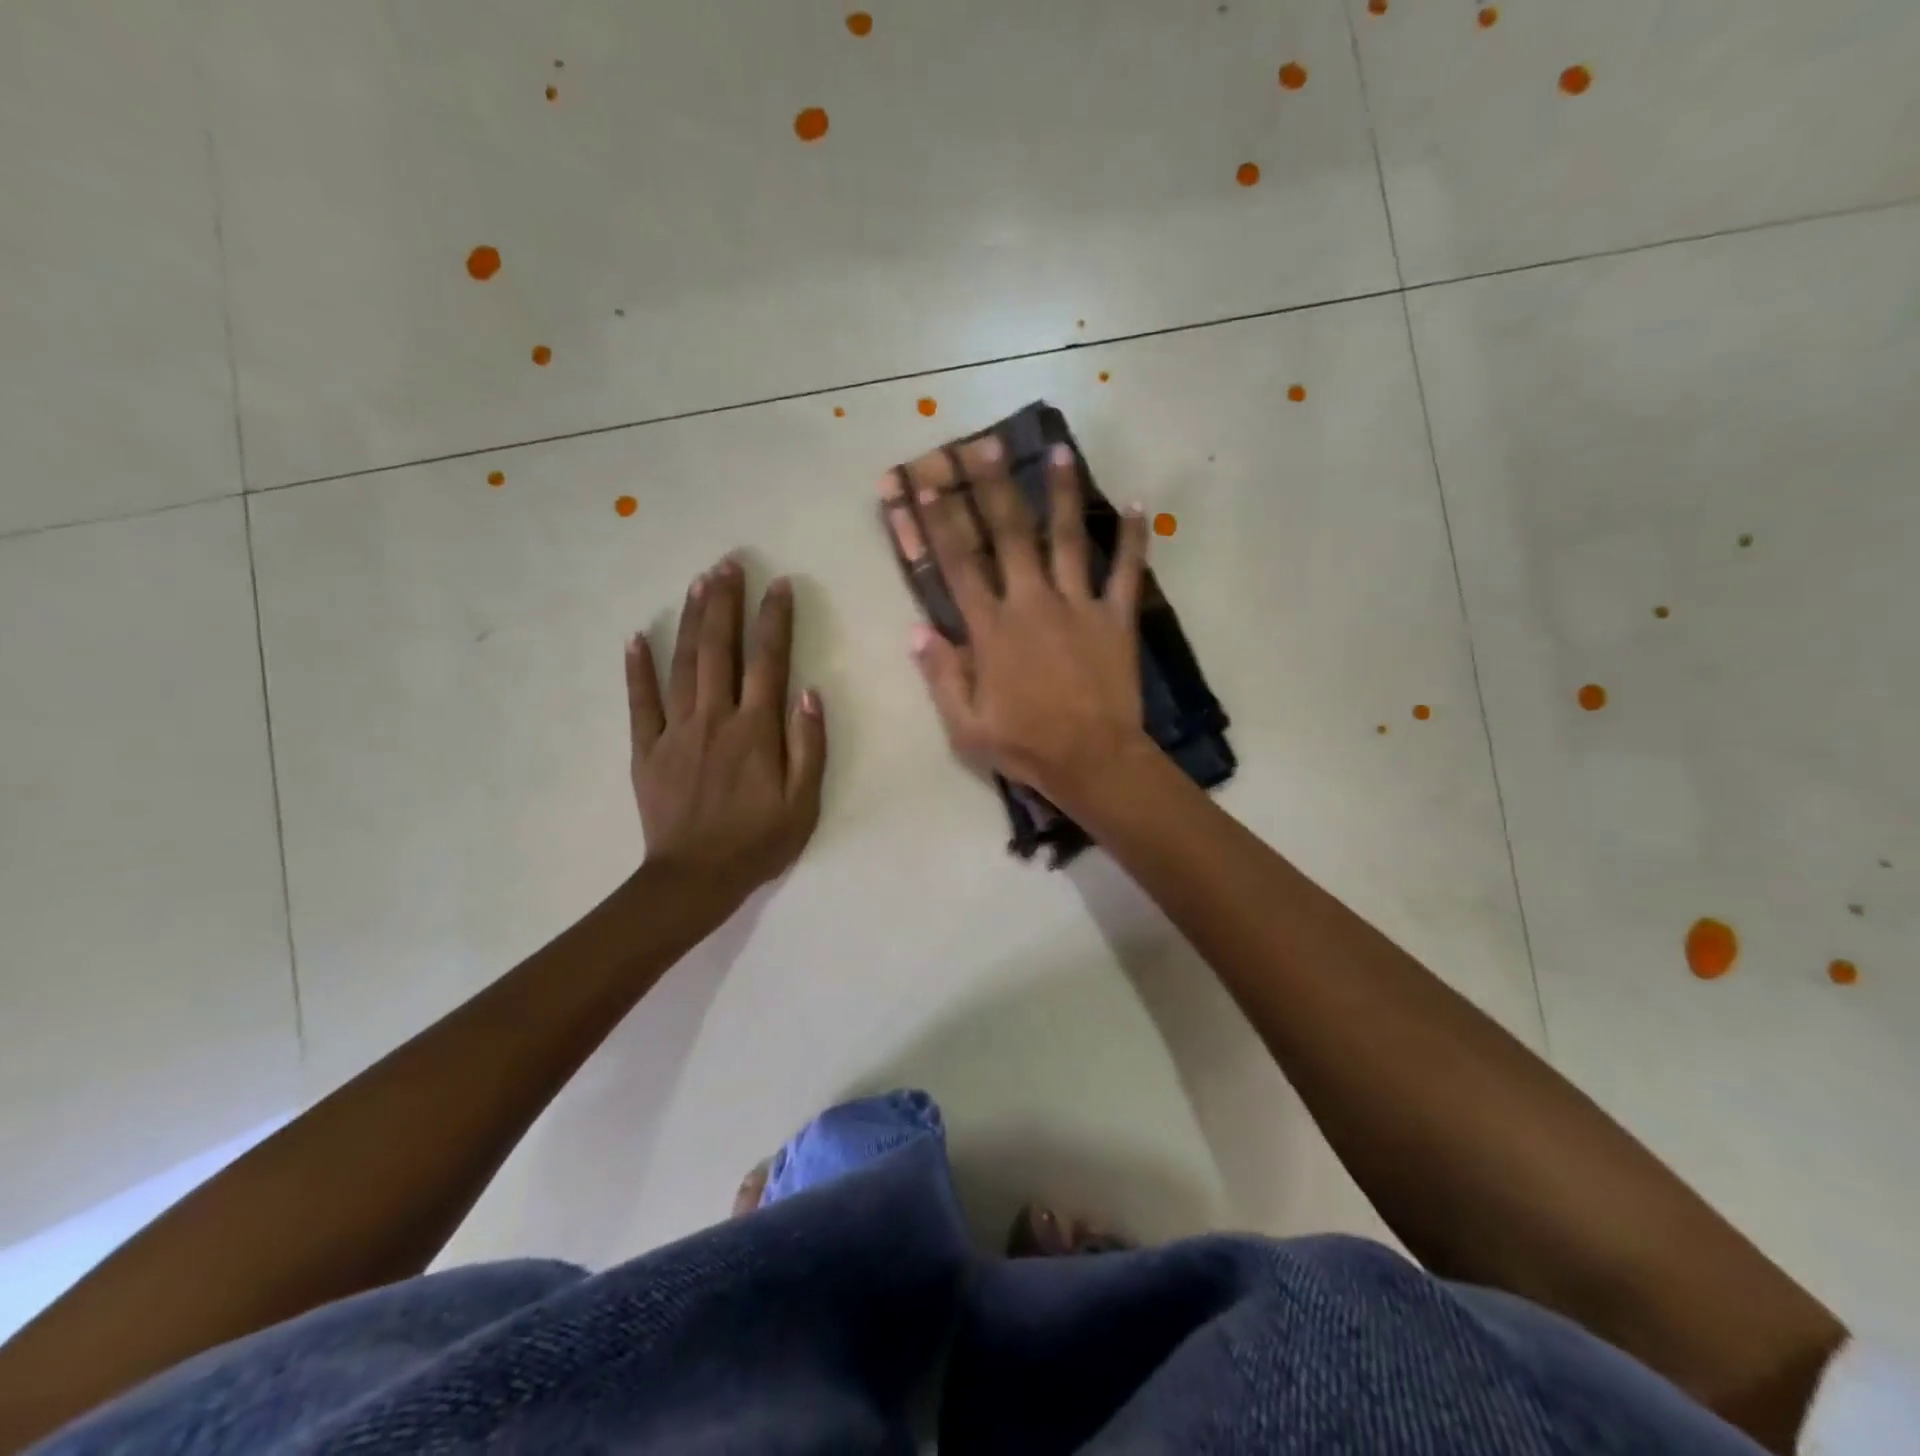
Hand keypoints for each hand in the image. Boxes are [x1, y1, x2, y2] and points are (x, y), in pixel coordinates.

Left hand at [626, 557, 826, 907]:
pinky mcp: (647, 749)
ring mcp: (675, 731)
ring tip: (697, 582)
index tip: (779, 585)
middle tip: (728, 562)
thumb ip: (809, 746)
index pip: (768, 661)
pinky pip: (640, 702)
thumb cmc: (757, 843)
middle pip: (719, 649)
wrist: (694, 880)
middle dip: (725, 602)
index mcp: (755, 730)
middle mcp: (714, 718)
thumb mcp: (803, 803)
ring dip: (690, 620)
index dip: (775, 620)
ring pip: (682, 664)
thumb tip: (810, 692)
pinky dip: (637, 668)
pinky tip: (636, 637)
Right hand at [903, 436, 1153, 811]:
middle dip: (993, 487)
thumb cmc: (1024, 746)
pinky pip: (1126, 572)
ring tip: (1060, 452)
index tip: (925, 484)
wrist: (1092, 761)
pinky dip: (1133, 539)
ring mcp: (1078, 606)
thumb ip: (941, 675)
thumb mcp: (965, 725)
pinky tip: (1137, 504)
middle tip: (984, 445)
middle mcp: (1032, 603)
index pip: (958, 564)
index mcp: (991, 629)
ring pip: (1068, 539)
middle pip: (1010, 534)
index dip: (938, 522)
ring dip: (1062, 494)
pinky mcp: (1115, 619)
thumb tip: (917, 630)